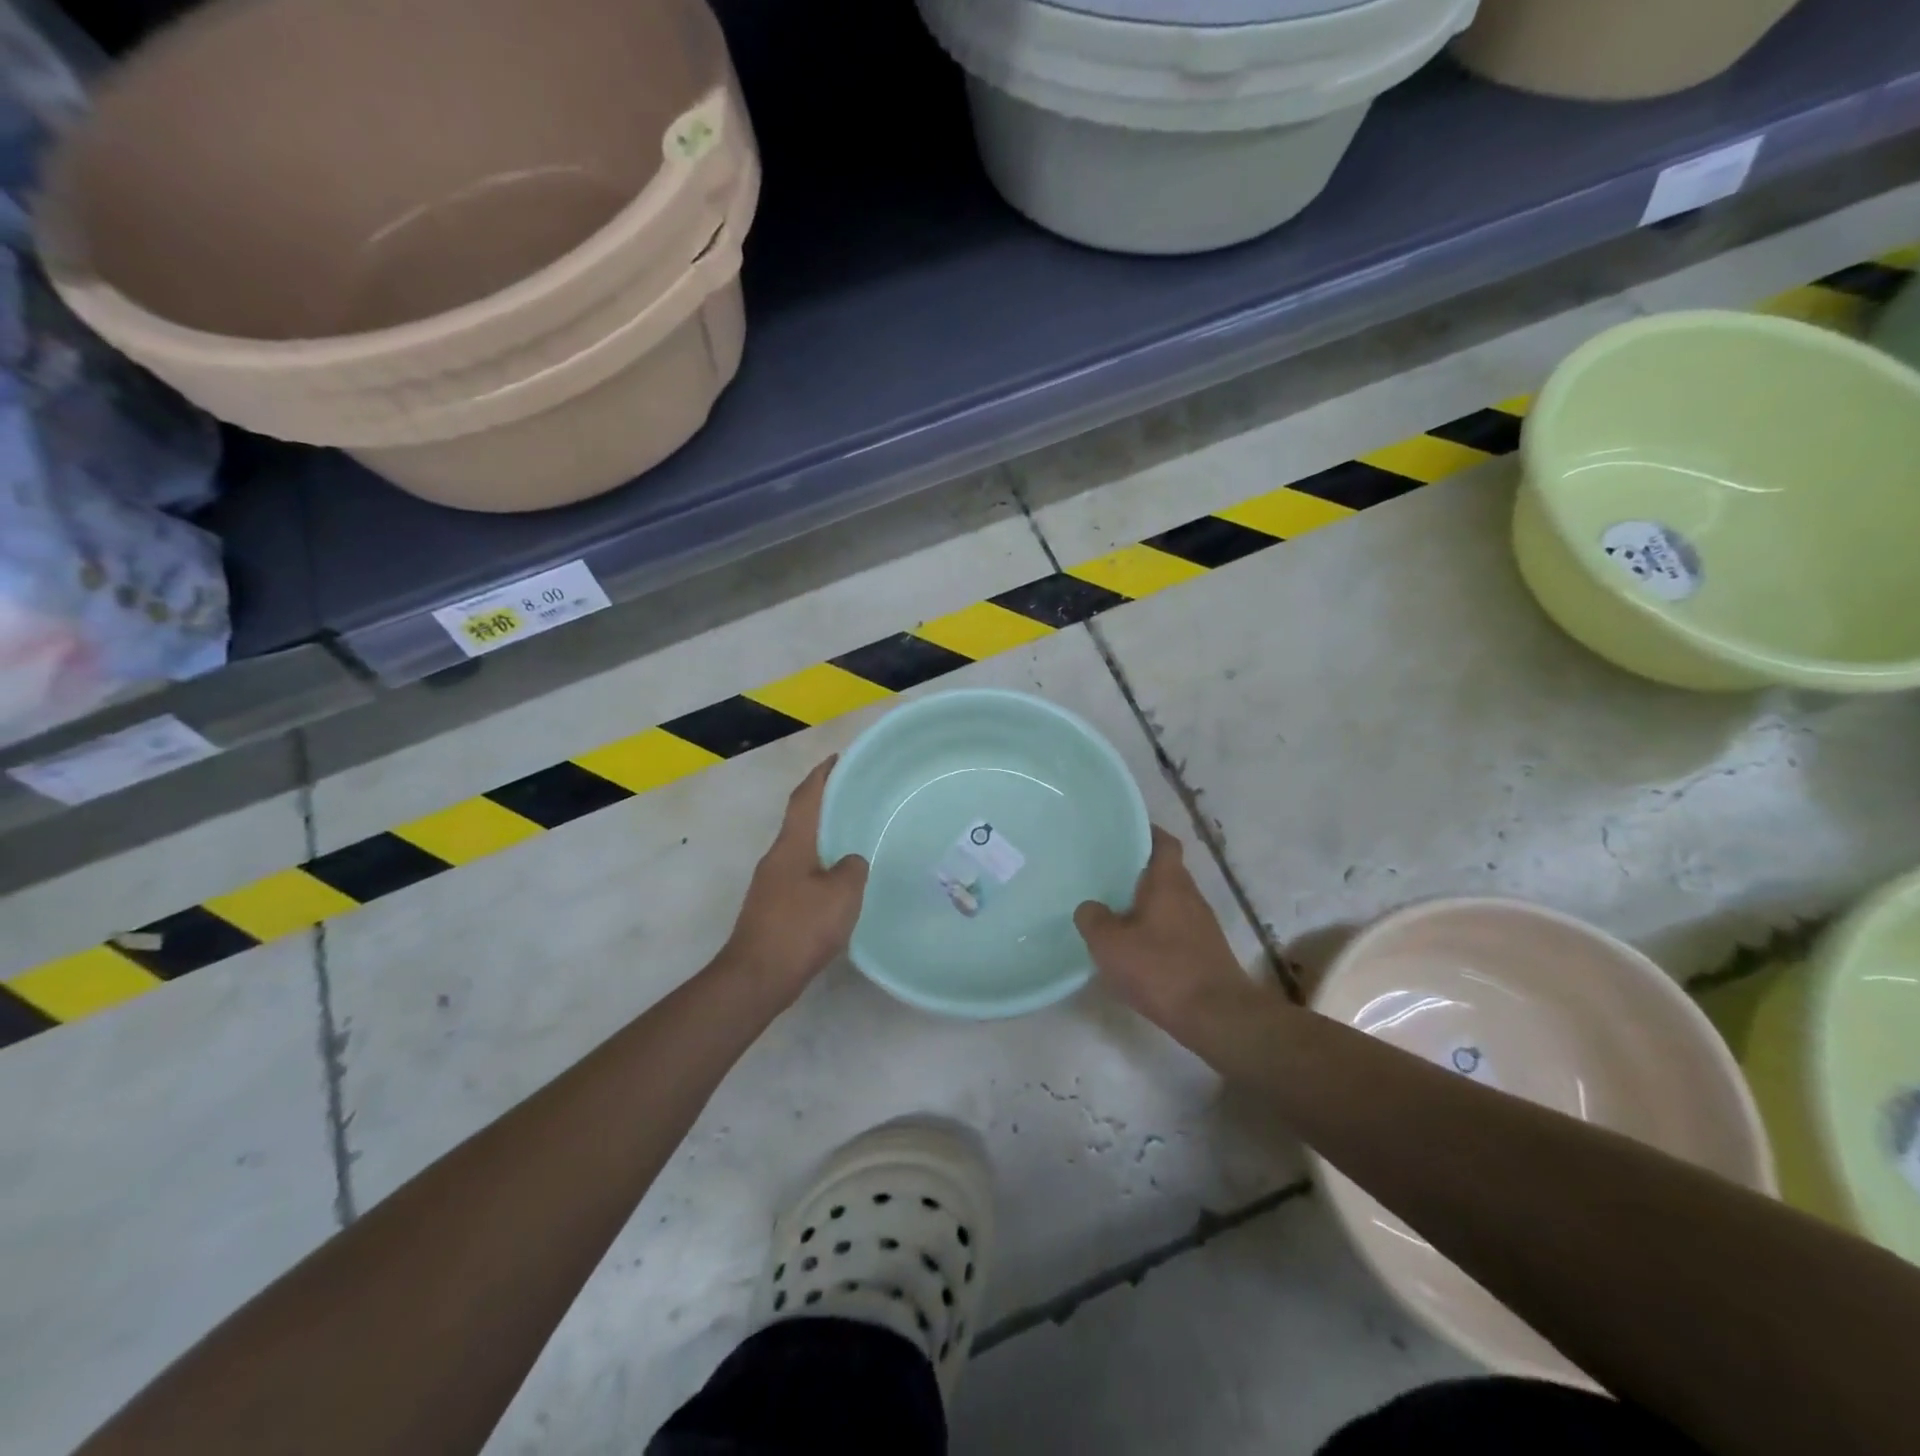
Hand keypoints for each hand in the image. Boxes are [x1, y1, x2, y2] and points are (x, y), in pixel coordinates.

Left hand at [722, 758, 868, 1004]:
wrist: (757, 977)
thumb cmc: (801, 927)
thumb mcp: (842, 894)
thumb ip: (853, 868)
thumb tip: (850, 862)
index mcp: (792, 845)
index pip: (805, 798)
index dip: (821, 776)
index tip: (837, 759)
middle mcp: (777, 858)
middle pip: (801, 821)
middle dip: (824, 807)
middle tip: (855, 800)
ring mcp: (770, 884)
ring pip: (801, 851)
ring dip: (823, 841)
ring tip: (853, 841)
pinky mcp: (772, 908)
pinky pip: (801, 876)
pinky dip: (820, 869)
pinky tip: (839, 885)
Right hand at [1075, 826, 1259, 1042]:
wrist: (1218, 1017)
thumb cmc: (1161, 969)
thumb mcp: (1110, 943)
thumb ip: (1093, 918)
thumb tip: (1090, 907)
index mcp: (1169, 881)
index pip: (1163, 842)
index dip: (1146, 832)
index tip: (1122, 832)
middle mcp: (1190, 896)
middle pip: (1165, 872)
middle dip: (1138, 871)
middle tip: (1104, 873)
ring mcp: (1202, 925)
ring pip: (1169, 902)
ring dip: (1145, 903)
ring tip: (1113, 910)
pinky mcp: (1206, 952)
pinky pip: (1175, 928)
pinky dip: (1155, 930)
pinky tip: (1135, 948)